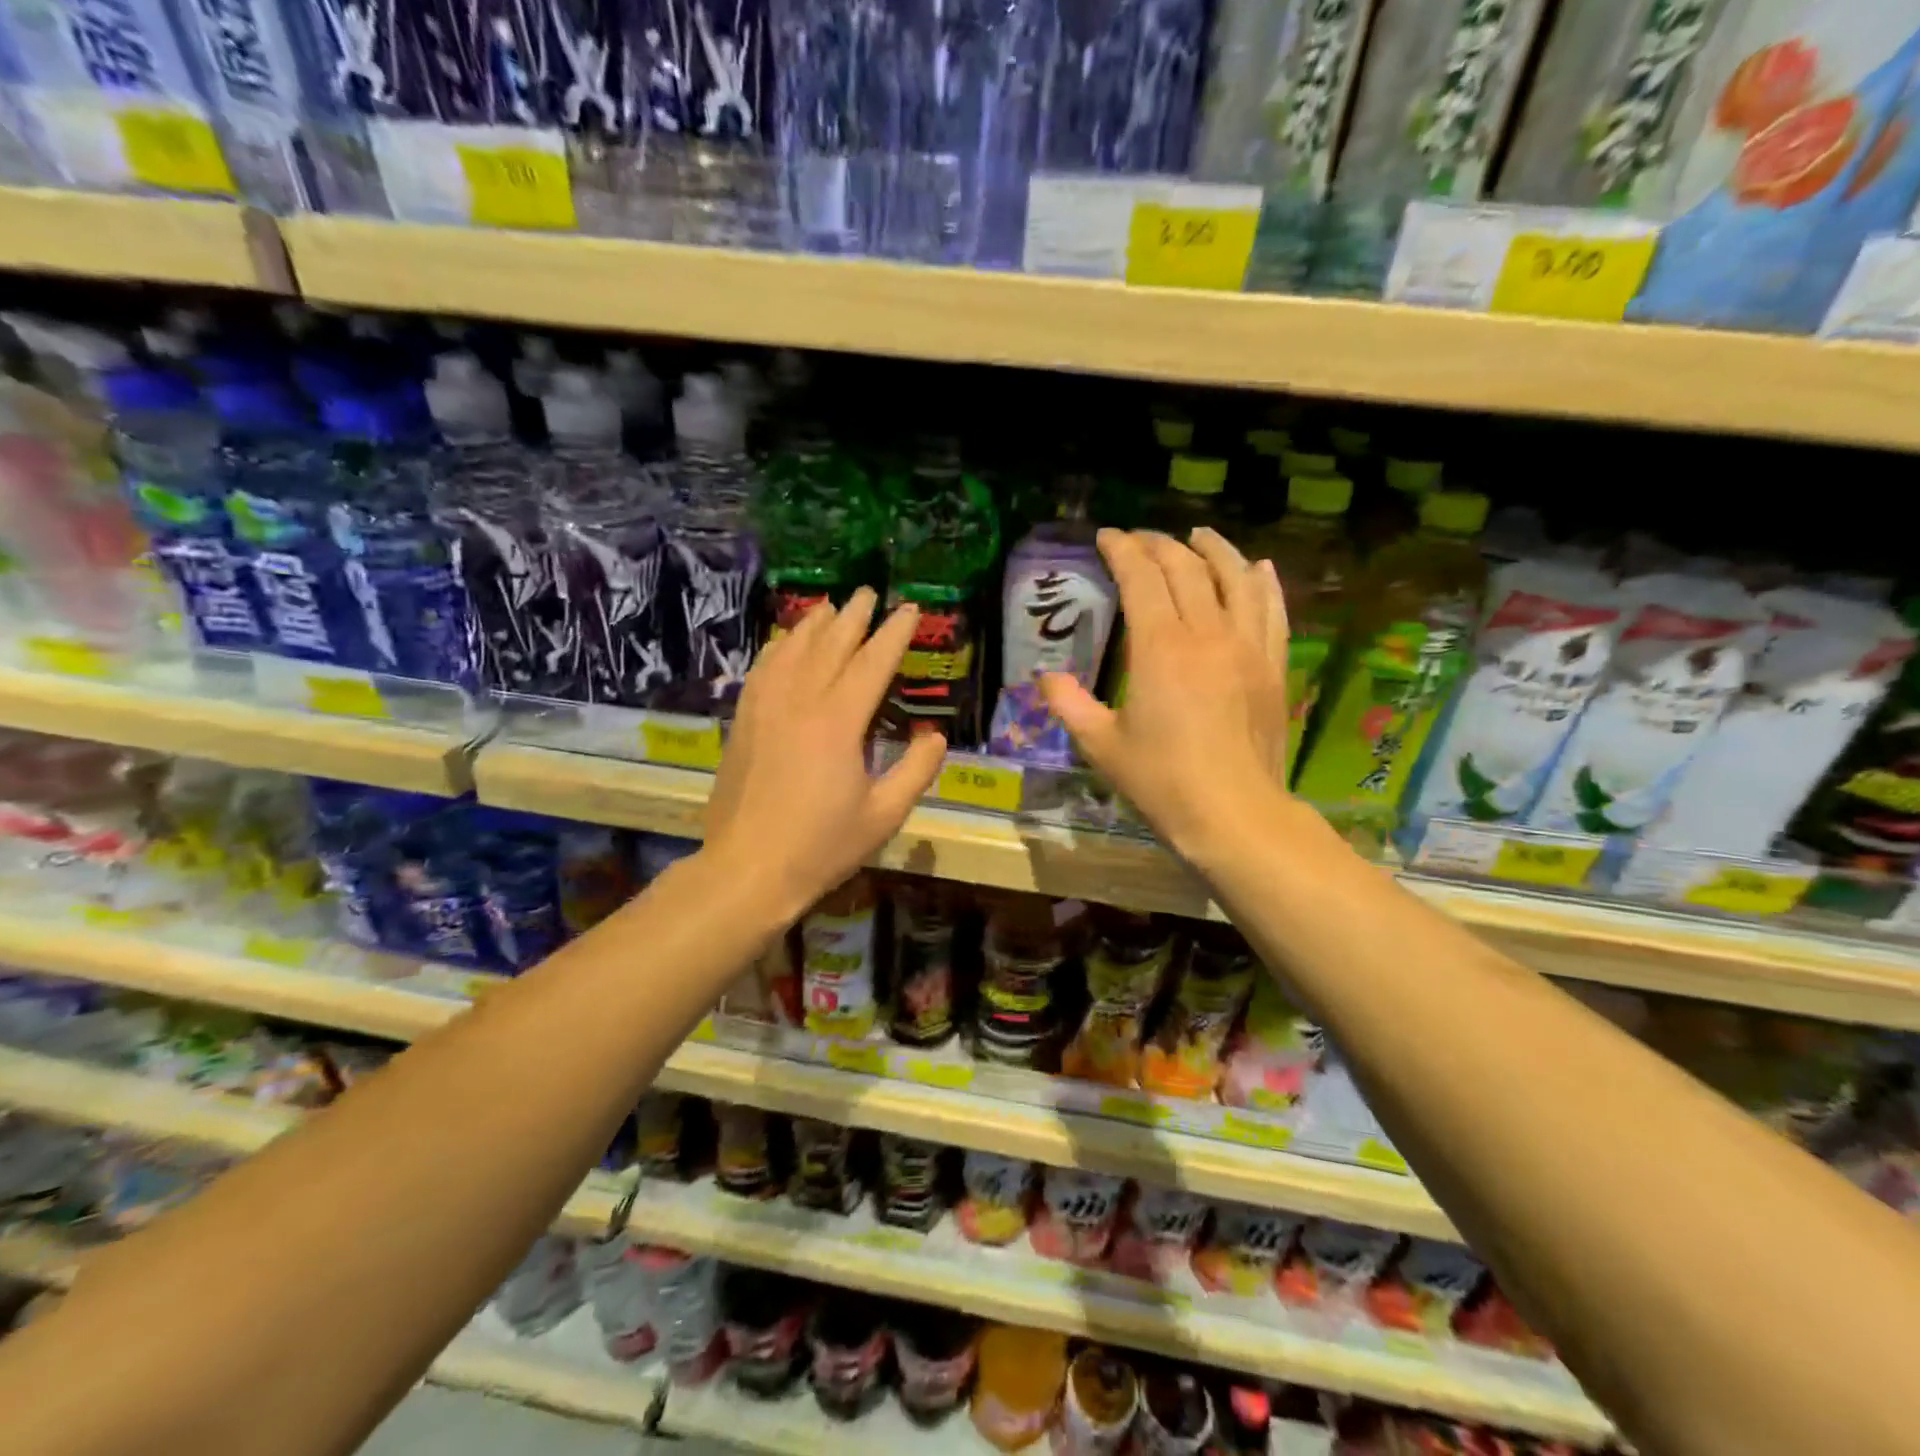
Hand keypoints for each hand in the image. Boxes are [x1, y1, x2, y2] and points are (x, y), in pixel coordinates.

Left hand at [704, 587, 945, 917]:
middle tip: (869, 593)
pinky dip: (778, 648)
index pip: (872, 663)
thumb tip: (935, 735)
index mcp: (839, 722)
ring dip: (814, 625)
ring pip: (792, 651)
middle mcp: (800, 702)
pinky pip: (762, 670)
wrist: (747, 870)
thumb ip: (916, 770)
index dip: (894, 634)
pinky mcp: (743, 722)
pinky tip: (784, 642)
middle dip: (854, 617)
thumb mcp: (884, 815)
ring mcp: (765, 709)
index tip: (909, 610)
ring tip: (830, 606)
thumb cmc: (822, 846)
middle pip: (830, 645)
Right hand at [1042, 528, 1290, 864]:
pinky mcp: (1273, 665)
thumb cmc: (1161, 781)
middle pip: (1186, 568)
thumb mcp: (1101, 745)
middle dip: (1159, 545)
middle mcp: (1207, 633)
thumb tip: (1044, 678)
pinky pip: (1272, 609)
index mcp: (1160, 647)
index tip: (1107, 536)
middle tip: (1139, 540)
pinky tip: (1257, 568)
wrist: (1233, 814)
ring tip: (1199, 535)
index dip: (1122, 550)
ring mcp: (1247, 646)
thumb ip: (1069, 704)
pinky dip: (1262, 582)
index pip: (1141, 577)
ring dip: (1214, 549)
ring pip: (1235, 577)